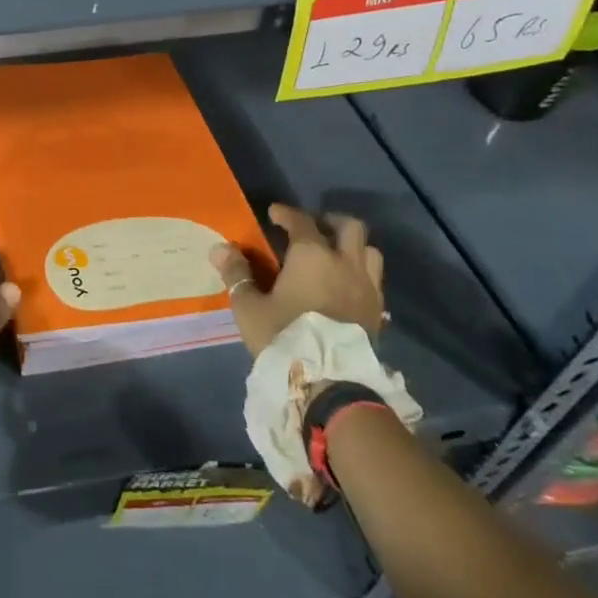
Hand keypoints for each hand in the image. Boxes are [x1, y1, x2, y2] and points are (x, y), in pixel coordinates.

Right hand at [211, 205, 385, 357]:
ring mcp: (367, 288)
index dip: (286, 213)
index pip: (301, 221)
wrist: (330, 384)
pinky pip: (374, 281)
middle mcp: (345, 263)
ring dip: (352, 247)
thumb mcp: (249, 307)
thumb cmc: (285, 337)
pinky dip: (361, 274)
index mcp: (312, 255)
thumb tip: (219, 248)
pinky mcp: (378, 313)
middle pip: (349, 227)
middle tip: (312, 229)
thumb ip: (236, 274)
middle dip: (329, 222)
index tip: (274, 213)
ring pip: (369, 252)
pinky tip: (346, 287)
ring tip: (334, 256)